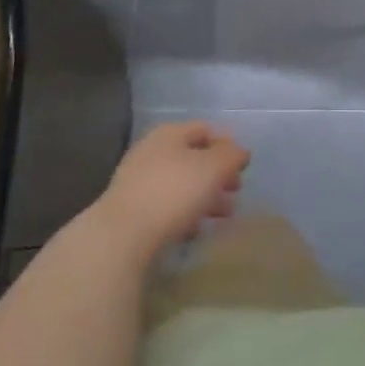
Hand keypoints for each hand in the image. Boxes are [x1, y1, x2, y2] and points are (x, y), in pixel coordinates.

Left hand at [92, 121, 249, 261]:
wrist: (122, 235)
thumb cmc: (173, 192)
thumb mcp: (213, 168)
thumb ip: (231, 155)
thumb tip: (240, 151)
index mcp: (170, 134)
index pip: (205, 130)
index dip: (226, 145)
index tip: (242, 167)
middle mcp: (151, 151)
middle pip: (193, 158)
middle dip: (217, 175)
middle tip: (236, 192)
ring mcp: (138, 180)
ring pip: (180, 184)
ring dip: (204, 197)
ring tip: (222, 216)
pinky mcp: (132, 209)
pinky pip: (165, 206)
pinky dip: (184, 214)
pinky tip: (194, 231)